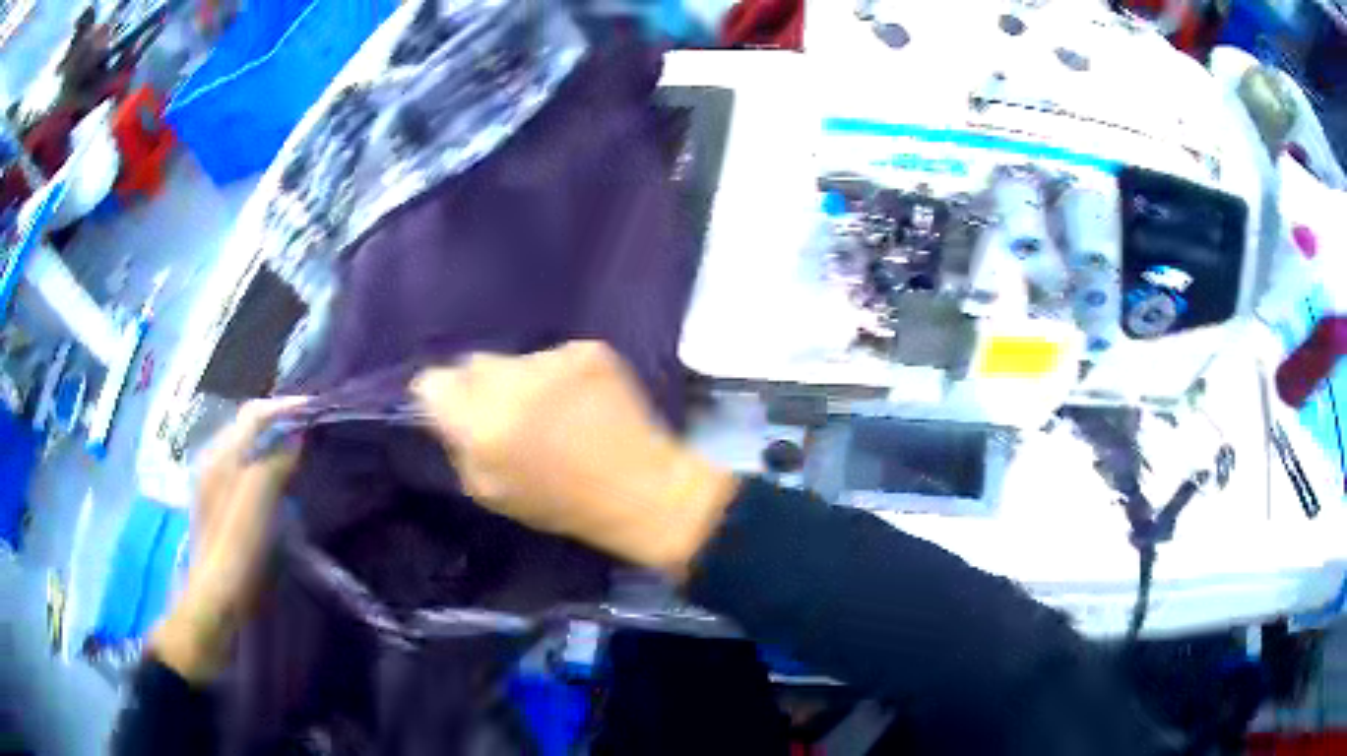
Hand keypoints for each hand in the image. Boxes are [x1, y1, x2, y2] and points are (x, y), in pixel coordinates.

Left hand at [150, 397, 305, 682]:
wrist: (216, 599)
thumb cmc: (237, 548)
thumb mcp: (258, 499)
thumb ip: (275, 461)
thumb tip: (296, 437)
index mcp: (221, 455)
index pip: (254, 414)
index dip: (285, 407)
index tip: (316, 410)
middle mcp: (213, 463)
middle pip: (248, 429)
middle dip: (278, 424)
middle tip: (311, 430)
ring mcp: (213, 488)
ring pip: (246, 452)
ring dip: (272, 446)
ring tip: (301, 454)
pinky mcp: (219, 511)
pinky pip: (245, 474)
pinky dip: (265, 468)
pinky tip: (280, 486)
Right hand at [411, 341, 736, 577]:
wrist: (640, 488)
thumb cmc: (561, 503)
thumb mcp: (490, 492)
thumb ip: (458, 447)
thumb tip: (444, 415)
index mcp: (482, 423)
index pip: (433, 382)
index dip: (438, 397)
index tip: (450, 411)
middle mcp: (512, 381)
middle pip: (472, 364)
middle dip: (477, 386)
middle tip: (503, 415)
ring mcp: (554, 360)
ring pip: (515, 360)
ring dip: (520, 381)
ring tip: (550, 412)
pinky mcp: (589, 350)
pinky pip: (554, 357)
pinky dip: (558, 376)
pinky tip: (580, 403)